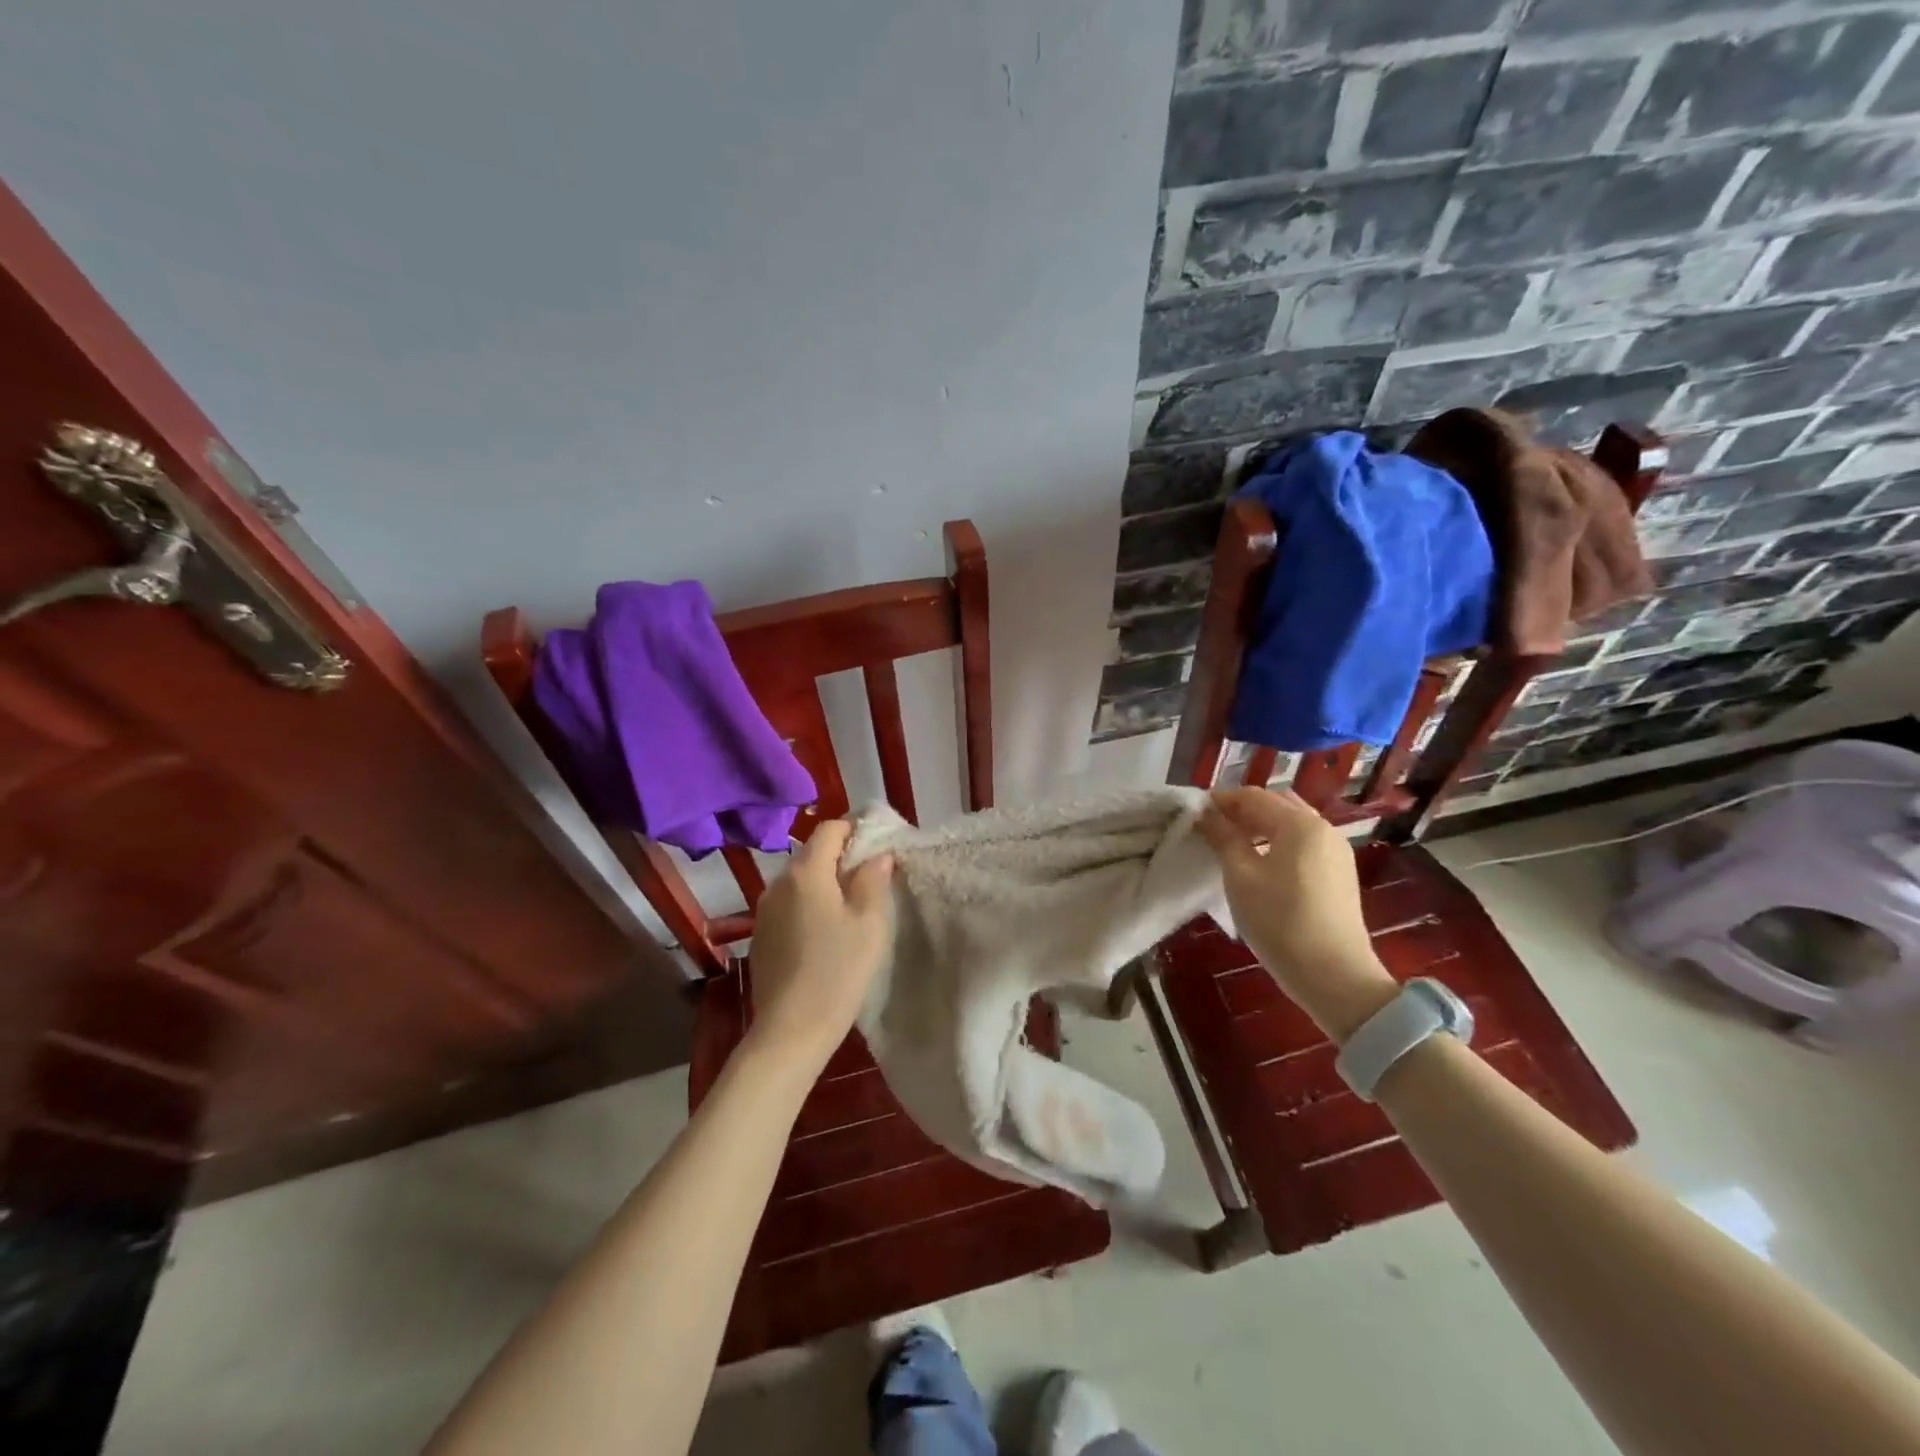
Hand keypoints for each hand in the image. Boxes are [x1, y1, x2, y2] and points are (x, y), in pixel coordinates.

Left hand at [744, 820, 894, 1074]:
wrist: (791, 1030)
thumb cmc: (838, 971)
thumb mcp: (869, 923)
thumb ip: (873, 880)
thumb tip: (877, 855)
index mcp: (806, 872)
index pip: (830, 829)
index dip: (856, 829)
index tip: (879, 845)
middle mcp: (778, 883)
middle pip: (813, 853)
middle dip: (842, 858)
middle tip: (872, 878)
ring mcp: (765, 910)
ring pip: (801, 881)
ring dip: (826, 883)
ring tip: (852, 907)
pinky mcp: (761, 935)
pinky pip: (789, 905)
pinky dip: (809, 906)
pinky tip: (825, 933)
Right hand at [1199, 787, 1397, 1042]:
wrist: (1334, 976)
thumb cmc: (1279, 921)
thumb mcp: (1240, 876)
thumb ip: (1223, 837)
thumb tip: (1205, 813)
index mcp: (1300, 824)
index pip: (1253, 796)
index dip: (1221, 801)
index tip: (1194, 813)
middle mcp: (1323, 828)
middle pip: (1276, 804)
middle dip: (1242, 811)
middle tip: (1212, 828)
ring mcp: (1336, 851)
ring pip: (1292, 824)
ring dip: (1260, 827)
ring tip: (1232, 846)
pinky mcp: (1339, 873)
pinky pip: (1303, 844)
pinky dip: (1278, 843)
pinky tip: (1260, 864)